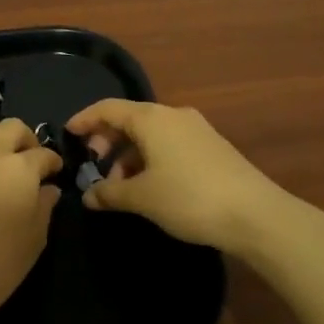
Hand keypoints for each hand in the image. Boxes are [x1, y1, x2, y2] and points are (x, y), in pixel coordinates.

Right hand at [65, 100, 301, 256]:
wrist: (256, 214)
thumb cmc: (189, 198)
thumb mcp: (142, 198)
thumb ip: (110, 193)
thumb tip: (89, 195)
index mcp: (151, 118)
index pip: (108, 108)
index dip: (85, 119)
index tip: (68, 134)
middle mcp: (173, 115)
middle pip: (130, 119)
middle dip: (108, 141)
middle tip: (95, 166)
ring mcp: (196, 130)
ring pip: (151, 134)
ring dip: (130, 154)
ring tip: (123, 186)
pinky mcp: (212, 147)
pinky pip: (170, 144)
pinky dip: (151, 158)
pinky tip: (151, 186)